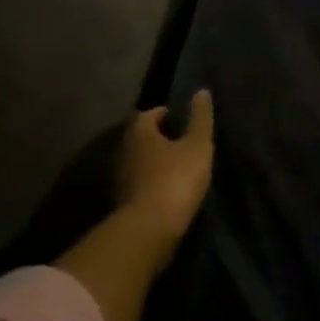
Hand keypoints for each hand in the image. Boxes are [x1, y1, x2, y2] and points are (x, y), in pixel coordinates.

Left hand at [114, 90, 215, 246]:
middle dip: (158, 137)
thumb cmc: (175, 178)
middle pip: (140, 137)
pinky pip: (137, 182)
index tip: (180, 120)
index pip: (148, 114)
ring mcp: (118, 178)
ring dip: (153, 161)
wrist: (149, 229)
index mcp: (139, 132)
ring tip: (176, 165)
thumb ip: (200, 118)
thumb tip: (201, 91)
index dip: (164, 114)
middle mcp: (122, 150)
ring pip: (137, 161)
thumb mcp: (197, 145)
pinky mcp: (120, 202)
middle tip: (181, 141)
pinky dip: (149, 181)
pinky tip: (166, 188)